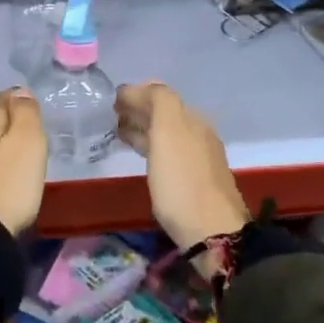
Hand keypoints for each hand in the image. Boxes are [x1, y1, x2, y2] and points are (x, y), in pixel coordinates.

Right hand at [115, 81, 248, 249]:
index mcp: (192, 119)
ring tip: (119, 133)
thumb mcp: (169, 132)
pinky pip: (167, 152)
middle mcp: (198, 134)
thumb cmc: (182, 182)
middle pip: (165, 114)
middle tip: (111, 116)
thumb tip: (138, 89)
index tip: (112, 101)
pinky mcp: (193, 180)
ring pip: (165, 133)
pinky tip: (141, 156)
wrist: (212, 232)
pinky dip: (150, 146)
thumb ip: (158, 102)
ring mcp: (198, 158)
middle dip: (138, 110)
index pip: (161, 95)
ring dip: (142, 128)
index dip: (136, 94)